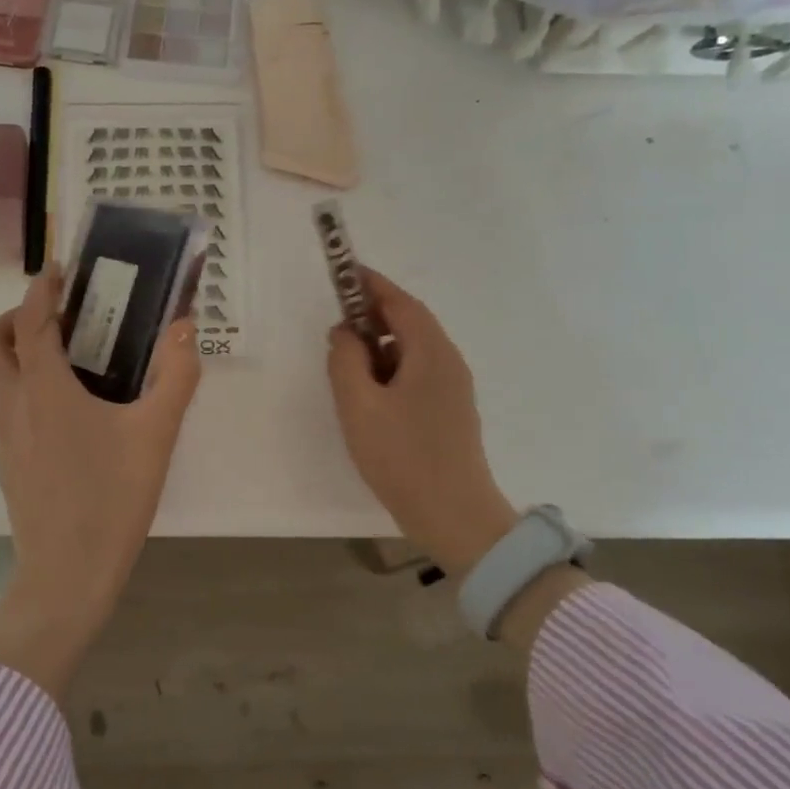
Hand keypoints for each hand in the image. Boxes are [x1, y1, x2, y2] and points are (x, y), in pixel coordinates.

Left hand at [0, 265, 201, 698]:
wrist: (68, 576)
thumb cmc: (111, 499)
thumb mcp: (156, 435)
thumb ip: (176, 376)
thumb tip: (185, 328)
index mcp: (42, 389)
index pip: (30, 320)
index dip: (42, 288)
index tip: (61, 270)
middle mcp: (11, 405)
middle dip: (16, 316)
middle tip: (60, 316)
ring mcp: (2, 437)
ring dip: (20, 353)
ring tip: (75, 361)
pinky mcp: (6, 463)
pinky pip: (7, 408)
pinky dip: (27, 389)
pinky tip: (71, 413)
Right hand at [327, 269, 520, 580]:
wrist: (454, 516)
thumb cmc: (402, 457)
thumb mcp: (359, 405)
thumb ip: (345, 360)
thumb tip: (345, 333)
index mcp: (431, 353)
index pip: (401, 302)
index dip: (371, 284)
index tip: (344, 272)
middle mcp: (448, 362)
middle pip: (409, 324)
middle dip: (371, 318)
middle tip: (335, 329)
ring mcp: (452, 388)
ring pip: (411, 351)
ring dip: (378, 348)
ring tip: (346, 369)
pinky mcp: (449, 411)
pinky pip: (416, 374)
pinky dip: (389, 371)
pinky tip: (368, 398)